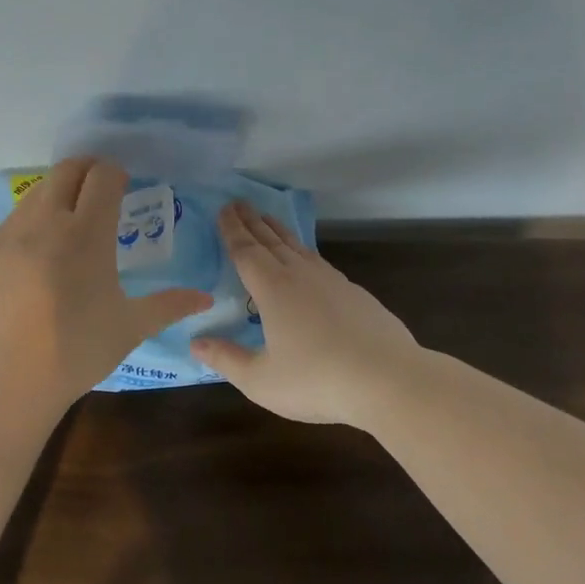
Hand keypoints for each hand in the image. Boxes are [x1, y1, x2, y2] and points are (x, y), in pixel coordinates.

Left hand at [0, 158, 212, 402]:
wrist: (9, 378)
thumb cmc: (78, 349)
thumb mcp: (131, 326)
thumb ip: (169, 305)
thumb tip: (206, 298)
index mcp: (87, 232)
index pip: (102, 176)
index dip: (115, 174)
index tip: (123, 186)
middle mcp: (46, 221)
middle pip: (66, 171)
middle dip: (86, 170)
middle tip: (99, 190)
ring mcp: (10, 235)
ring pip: (36, 193)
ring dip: (57, 194)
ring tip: (68, 221)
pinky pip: (12, 222)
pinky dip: (31, 223)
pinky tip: (37, 254)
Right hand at [191, 203, 418, 424]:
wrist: (389, 379)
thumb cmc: (317, 380)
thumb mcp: (261, 380)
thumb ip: (226, 359)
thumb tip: (195, 343)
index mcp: (273, 289)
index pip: (245, 251)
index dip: (231, 230)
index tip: (222, 209)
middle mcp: (299, 275)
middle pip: (270, 240)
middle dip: (251, 221)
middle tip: (237, 203)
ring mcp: (331, 281)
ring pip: (297, 246)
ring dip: (277, 230)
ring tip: (267, 219)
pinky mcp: (354, 293)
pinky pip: (318, 261)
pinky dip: (302, 250)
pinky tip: (306, 258)